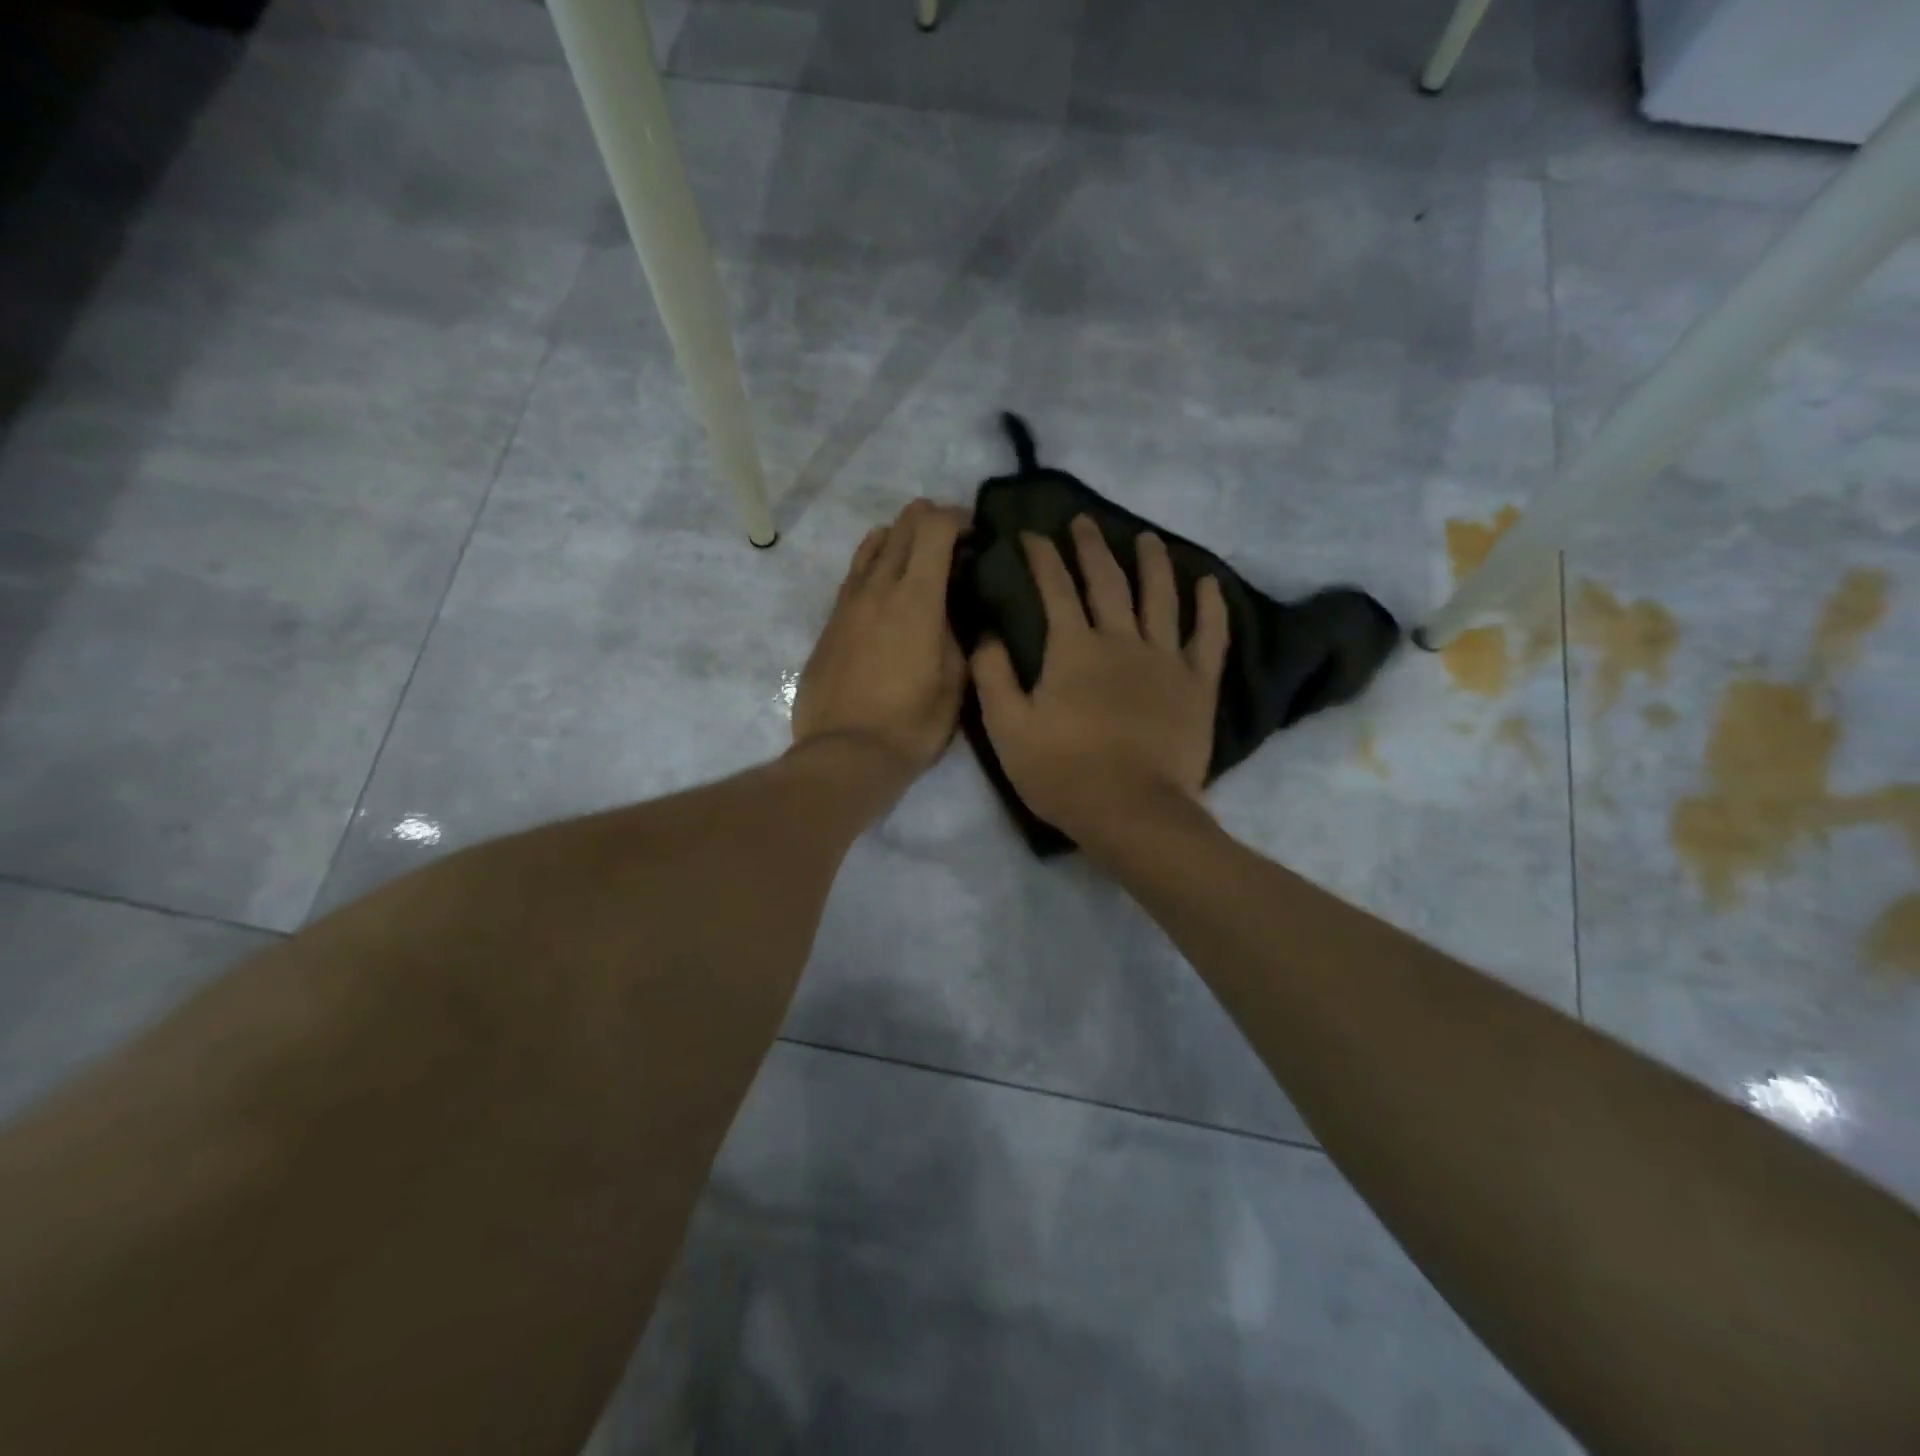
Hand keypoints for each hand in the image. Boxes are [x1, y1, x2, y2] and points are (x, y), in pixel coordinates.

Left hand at [792, 499, 966, 776]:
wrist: (845, 753)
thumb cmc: (911, 724)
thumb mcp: (955, 683)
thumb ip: (957, 637)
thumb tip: (952, 613)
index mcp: (916, 599)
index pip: (933, 529)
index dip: (957, 519)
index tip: (974, 533)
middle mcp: (878, 588)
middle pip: (901, 527)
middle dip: (928, 519)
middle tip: (950, 539)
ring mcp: (848, 603)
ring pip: (871, 546)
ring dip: (898, 538)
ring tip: (916, 556)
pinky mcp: (829, 623)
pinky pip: (854, 575)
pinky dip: (874, 564)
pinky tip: (883, 583)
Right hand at [971, 516, 1228, 851]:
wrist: (1131, 811)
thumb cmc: (1063, 773)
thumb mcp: (1007, 729)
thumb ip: (993, 677)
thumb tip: (986, 634)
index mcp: (1073, 649)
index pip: (1054, 588)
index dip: (1041, 557)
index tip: (1031, 534)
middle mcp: (1120, 640)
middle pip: (1107, 581)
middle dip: (1092, 547)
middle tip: (1084, 521)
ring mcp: (1165, 659)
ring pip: (1161, 598)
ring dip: (1153, 563)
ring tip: (1148, 539)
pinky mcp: (1198, 684)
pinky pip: (1210, 637)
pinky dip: (1211, 608)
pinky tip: (1210, 584)